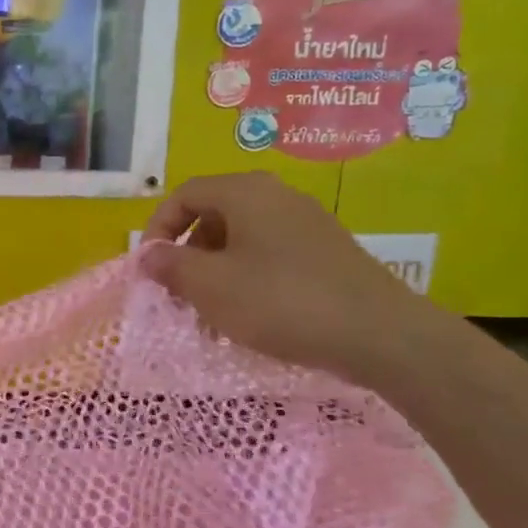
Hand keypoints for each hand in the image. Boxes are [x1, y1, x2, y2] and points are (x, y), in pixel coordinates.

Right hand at [142, 172, 439, 386]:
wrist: (380, 335)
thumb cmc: (281, 302)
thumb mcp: (210, 286)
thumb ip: (170, 266)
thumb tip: (147, 255)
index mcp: (246, 193)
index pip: (184, 195)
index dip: (157, 228)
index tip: (150, 267)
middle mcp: (277, 197)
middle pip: (213, 215)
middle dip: (186, 254)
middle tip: (178, 293)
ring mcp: (306, 224)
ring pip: (241, 239)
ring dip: (214, 272)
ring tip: (210, 314)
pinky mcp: (326, 253)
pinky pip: (269, 256)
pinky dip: (246, 280)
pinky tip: (249, 317)